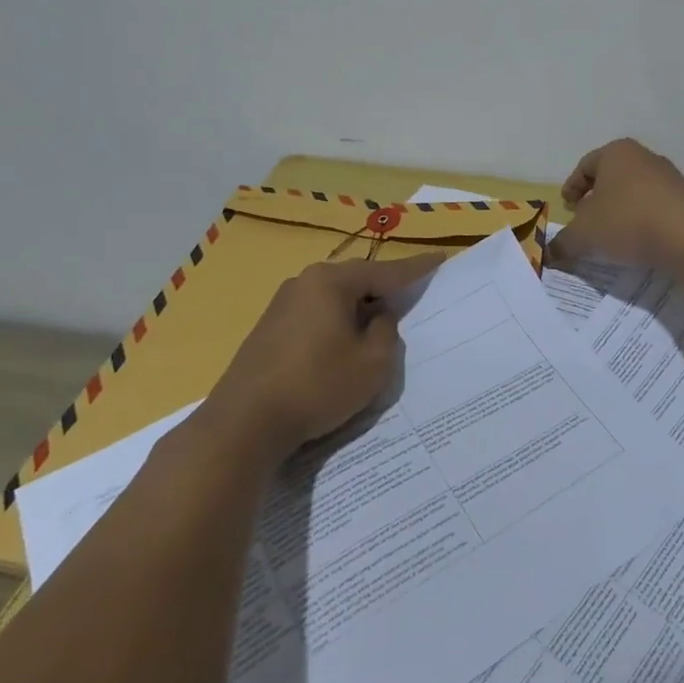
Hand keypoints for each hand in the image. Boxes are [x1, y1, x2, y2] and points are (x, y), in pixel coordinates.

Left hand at [204, 252, 440, 461]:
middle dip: (384, 288)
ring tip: (379, 323)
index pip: (386, 271)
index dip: (416, 268)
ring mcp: (281, 304)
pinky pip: (315, 314)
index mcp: (331, 282)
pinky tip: (343, 343)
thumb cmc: (317, 386)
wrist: (243, 424)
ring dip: (358, 309)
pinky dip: (336, 322)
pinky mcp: (268, 329)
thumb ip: (386, 331)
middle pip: (356, 279)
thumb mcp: (372, 363)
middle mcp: (304, 282)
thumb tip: (378, 316)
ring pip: (334, 298)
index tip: (440, 258)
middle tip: (411, 292)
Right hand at [548, 138, 683, 271]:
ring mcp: (669, 177)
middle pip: (611, 177)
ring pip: (634, 192)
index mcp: (616, 153)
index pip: (585, 166)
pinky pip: (655, 208)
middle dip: (596, 200)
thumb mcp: (585, 234)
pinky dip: (642, 221)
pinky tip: (638, 242)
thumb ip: (563, 242)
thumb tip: (549, 253)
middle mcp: (644, 157)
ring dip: (620, 211)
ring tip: (612, 237)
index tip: (567, 208)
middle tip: (586, 222)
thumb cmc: (628, 221)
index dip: (572, 187)